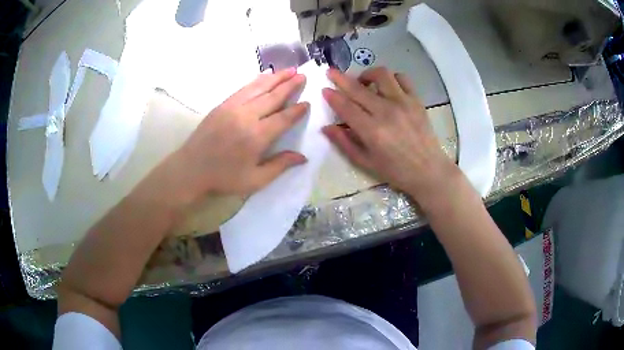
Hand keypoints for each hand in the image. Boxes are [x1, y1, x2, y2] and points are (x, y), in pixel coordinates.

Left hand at [164, 68, 308, 205]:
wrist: (191, 169)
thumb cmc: (224, 178)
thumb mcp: (255, 180)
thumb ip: (279, 166)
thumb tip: (303, 157)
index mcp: (257, 137)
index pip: (283, 118)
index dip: (297, 110)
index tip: (307, 102)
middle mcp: (247, 117)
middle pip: (273, 97)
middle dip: (290, 85)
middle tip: (303, 75)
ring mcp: (233, 108)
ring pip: (259, 88)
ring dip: (276, 77)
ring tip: (290, 69)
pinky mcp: (222, 105)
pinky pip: (243, 89)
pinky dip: (256, 80)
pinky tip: (265, 75)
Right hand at [322, 67, 459, 203]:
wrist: (429, 170)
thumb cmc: (396, 171)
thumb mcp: (366, 162)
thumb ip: (345, 143)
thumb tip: (326, 127)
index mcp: (372, 131)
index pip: (346, 107)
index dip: (333, 96)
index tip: (324, 89)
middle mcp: (387, 112)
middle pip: (358, 88)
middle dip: (340, 78)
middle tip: (331, 72)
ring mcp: (403, 103)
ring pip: (381, 75)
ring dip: (367, 74)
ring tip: (363, 82)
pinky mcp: (416, 100)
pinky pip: (402, 78)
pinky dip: (391, 78)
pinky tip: (386, 87)